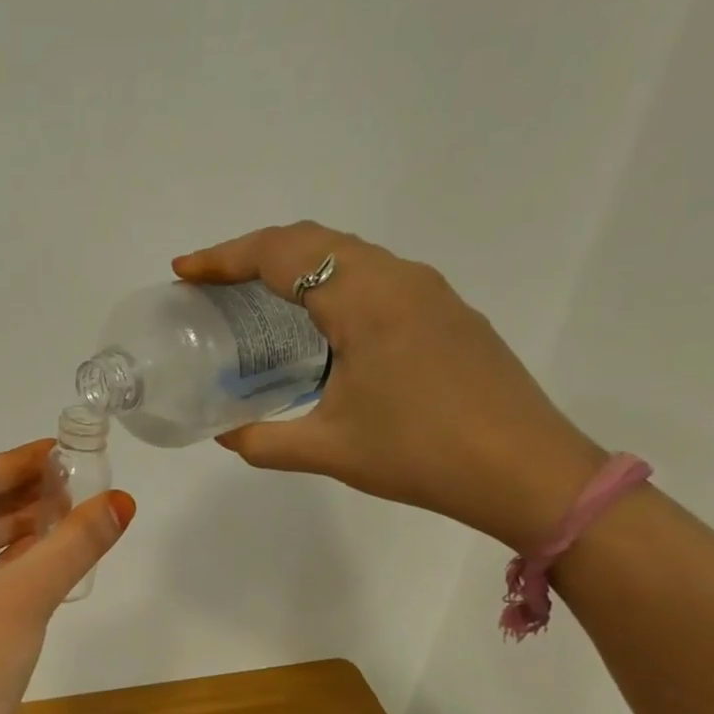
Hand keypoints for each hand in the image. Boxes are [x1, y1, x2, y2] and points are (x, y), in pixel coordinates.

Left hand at [0, 440, 135, 713]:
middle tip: (73, 487)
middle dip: (19, 497)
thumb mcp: (25, 596)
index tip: (58, 456)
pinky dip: (9, 567)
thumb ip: (74, 544)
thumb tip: (122, 501)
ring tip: (70, 518)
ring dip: (17, 532)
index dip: (11, 463)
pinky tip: (48, 563)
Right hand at [175, 222, 604, 550]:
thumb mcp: (329, 450)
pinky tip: (321, 323)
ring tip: (256, 296)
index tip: (184, 271)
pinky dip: (331, 280)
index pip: (280, 255)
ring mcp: (430, 292)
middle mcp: (398, 279)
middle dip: (253, 252)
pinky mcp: (448, 311)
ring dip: (295, 263)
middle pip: (312, 241)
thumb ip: (264, 440)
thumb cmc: (422, 454)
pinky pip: (375, 274)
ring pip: (348, 254)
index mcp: (364, 302)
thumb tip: (225, 434)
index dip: (224, 258)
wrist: (529, 472)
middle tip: (212, 282)